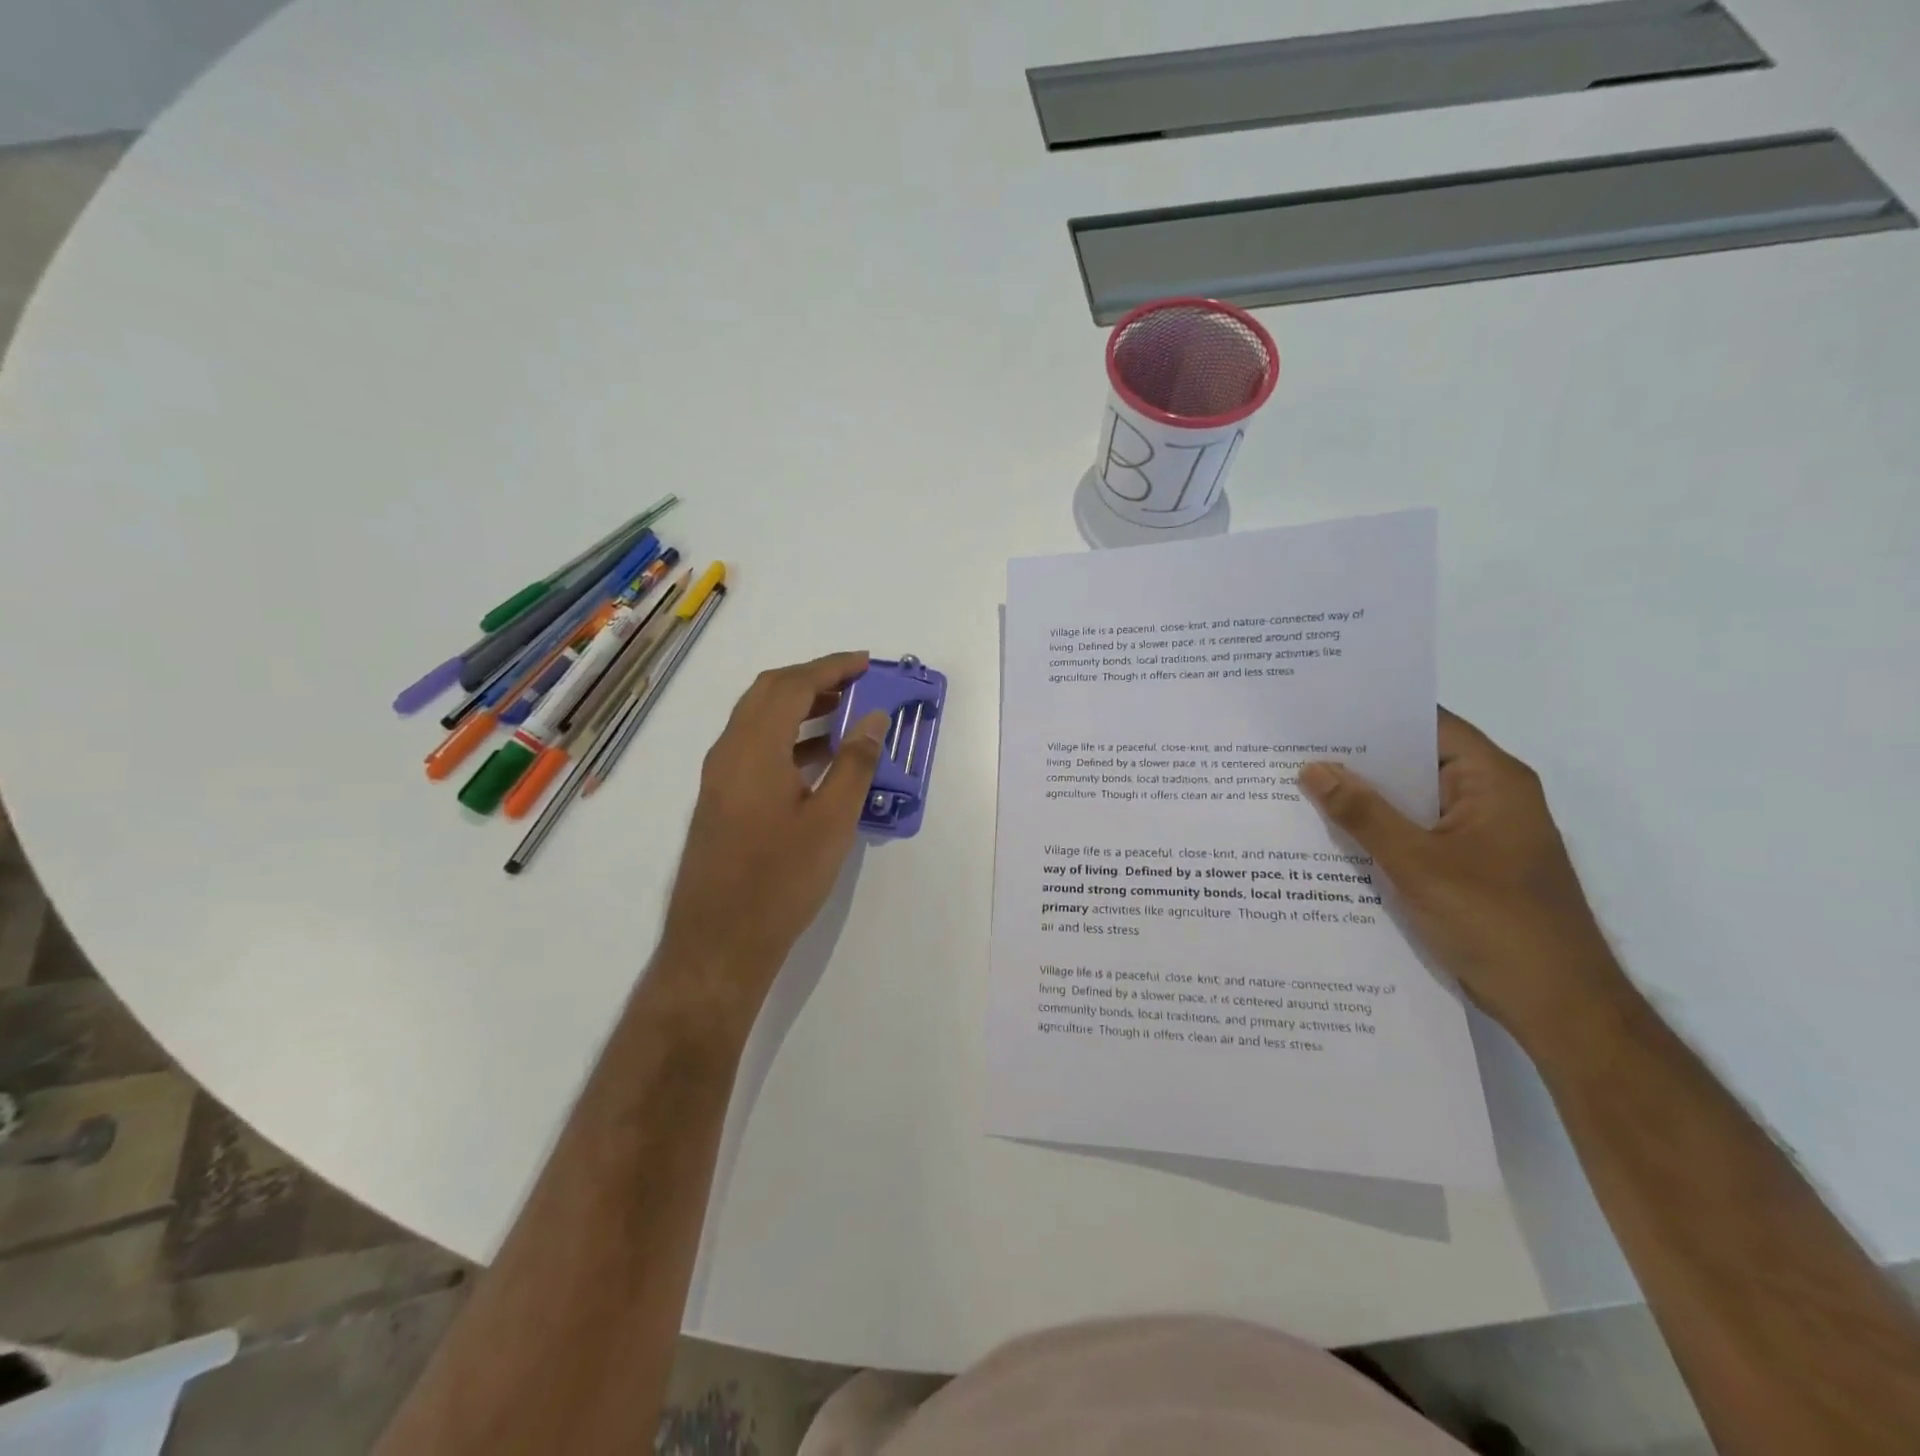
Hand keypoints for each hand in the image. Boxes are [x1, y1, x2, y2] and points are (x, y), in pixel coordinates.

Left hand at [656, 653, 889, 1026]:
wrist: (719, 943)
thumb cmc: (780, 880)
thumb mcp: (831, 821)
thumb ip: (855, 764)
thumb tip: (874, 719)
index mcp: (754, 748)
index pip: (792, 685)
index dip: (830, 667)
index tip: (866, 663)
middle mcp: (729, 751)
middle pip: (768, 694)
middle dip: (812, 680)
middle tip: (855, 683)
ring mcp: (719, 777)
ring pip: (758, 720)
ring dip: (798, 707)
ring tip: (844, 714)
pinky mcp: (720, 800)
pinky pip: (753, 748)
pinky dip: (786, 737)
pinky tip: (817, 758)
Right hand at [1298, 710, 1628, 1049]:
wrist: (1559, 1007)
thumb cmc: (1496, 923)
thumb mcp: (1417, 864)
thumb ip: (1363, 813)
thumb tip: (1313, 768)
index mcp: (1492, 781)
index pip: (1428, 725)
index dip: (1374, 715)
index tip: (1317, 713)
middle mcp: (1489, 798)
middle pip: (1416, 762)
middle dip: (1358, 760)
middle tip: (1293, 750)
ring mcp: (1479, 835)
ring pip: (1411, 803)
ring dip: (1365, 800)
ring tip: (1299, 788)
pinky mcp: (1467, 867)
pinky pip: (1415, 836)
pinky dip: (1378, 834)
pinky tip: (1331, 838)